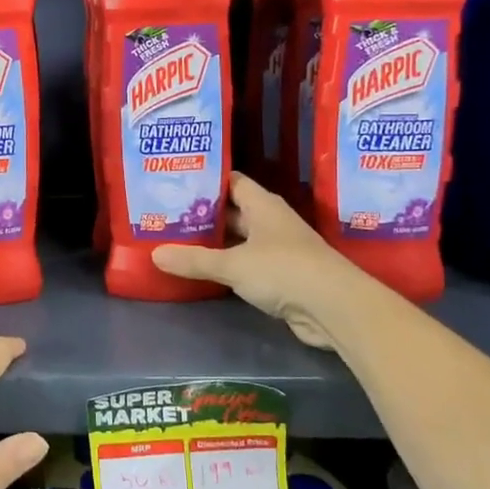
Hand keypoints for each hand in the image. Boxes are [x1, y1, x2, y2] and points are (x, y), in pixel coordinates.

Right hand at [152, 172, 354, 350]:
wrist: (334, 307)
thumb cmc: (283, 270)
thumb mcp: (233, 264)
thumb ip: (194, 260)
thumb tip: (155, 254)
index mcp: (263, 205)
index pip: (232, 181)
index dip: (206, 180)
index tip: (177, 183)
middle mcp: (271, 222)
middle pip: (233, 211)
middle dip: (204, 213)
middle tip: (168, 214)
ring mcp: (278, 249)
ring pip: (239, 239)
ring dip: (215, 242)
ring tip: (177, 240)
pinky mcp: (281, 276)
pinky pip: (246, 264)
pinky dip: (227, 265)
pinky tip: (203, 270)